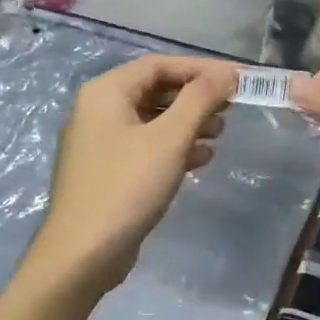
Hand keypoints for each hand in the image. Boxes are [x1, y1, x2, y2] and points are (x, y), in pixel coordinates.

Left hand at [27, 54, 236, 294]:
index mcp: (106, 92)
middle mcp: (98, 110)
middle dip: (195, 97)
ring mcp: (100, 142)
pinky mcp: (108, 171)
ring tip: (220, 134)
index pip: (159, 65)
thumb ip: (199, 100)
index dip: (201, 69)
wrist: (82, 255)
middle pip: (155, 90)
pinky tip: (201, 159)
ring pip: (152, 119)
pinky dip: (174, 147)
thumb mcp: (169, 139)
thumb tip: (226, 72)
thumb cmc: (126, 187)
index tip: (237, 79)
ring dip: (188, 123)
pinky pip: (146, 146)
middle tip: (231, 109)